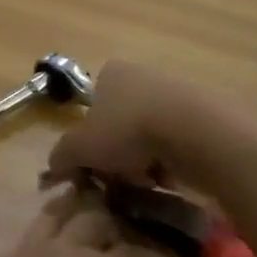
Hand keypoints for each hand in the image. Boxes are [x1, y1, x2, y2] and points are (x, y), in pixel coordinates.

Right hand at [41, 59, 188, 192]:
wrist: (194, 131)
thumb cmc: (127, 130)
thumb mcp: (80, 147)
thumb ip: (62, 156)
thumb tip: (53, 167)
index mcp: (110, 73)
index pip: (92, 107)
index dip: (90, 139)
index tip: (95, 164)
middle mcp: (141, 75)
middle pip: (120, 123)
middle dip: (118, 153)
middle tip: (119, 178)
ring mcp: (174, 93)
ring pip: (148, 135)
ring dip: (144, 161)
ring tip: (147, 182)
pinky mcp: (202, 115)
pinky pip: (177, 144)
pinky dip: (171, 163)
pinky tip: (171, 180)